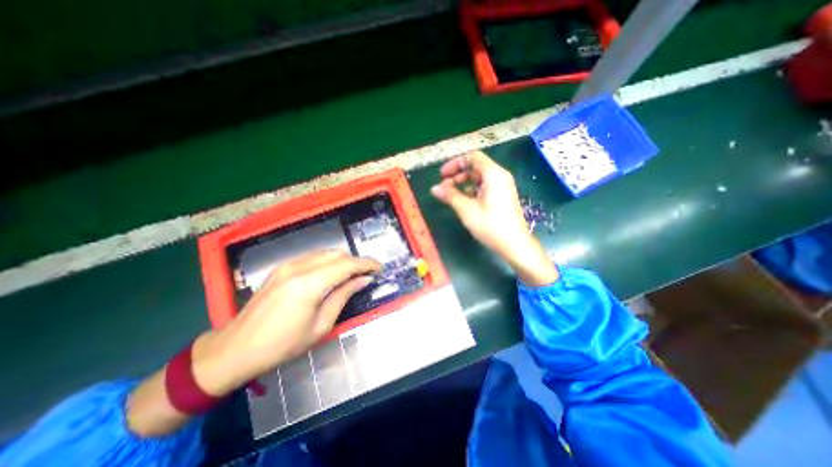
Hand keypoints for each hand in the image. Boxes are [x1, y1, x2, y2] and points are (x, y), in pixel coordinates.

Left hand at [191, 251, 378, 397]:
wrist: (234, 349)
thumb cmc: (282, 345)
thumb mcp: (320, 325)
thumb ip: (343, 296)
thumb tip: (363, 280)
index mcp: (309, 284)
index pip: (347, 264)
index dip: (367, 264)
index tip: (379, 268)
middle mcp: (298, 267)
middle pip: (337, 254)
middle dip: (355, 261)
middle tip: (366, 275)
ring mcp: (287, 265)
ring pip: (325, 253)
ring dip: (342, 260)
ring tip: (351, 275)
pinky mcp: (281, 268)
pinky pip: (313, 258)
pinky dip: (328, 262)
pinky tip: (331, 275)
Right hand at [429, 151, 557, 286]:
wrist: (515, 244)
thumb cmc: (490, 225)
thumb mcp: (466, 209)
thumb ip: (450, 196)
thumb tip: (434, 188)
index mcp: (493, 174)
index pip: (472, 157)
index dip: (455, 163)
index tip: (442, 175)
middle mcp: (500, 176)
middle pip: (475, 167)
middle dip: (457, 175)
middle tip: (444, 188)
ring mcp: (503, 187)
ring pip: (479, 178)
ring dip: (463, 184)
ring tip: (451, 196)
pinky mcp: (502, 196)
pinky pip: (485, 187)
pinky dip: (472, 191)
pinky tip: (464, 202)